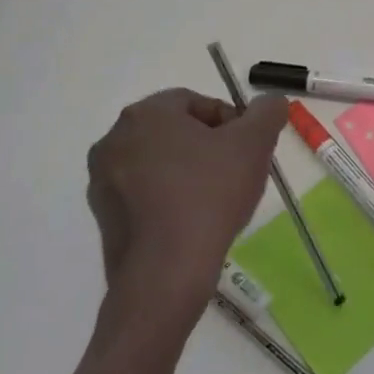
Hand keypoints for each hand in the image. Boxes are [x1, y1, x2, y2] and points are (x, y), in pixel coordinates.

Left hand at [85, 88, 288, 306]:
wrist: (166, 272)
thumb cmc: (210, 195)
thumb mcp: (255, 144)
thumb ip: (267, 111)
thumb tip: (270, 101)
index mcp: (146, 114)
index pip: (196, 102)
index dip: (230, 121)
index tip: (248, 148)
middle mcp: (114, 139)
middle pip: (176, 131)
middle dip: (209, 146)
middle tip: (237, 171)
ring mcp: (102, 180)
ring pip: (160, 162)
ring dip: (189, 171)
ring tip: (218, 199)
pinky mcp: (102, 216)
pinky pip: (145, 193)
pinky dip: (169, 198)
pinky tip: (193, 220)